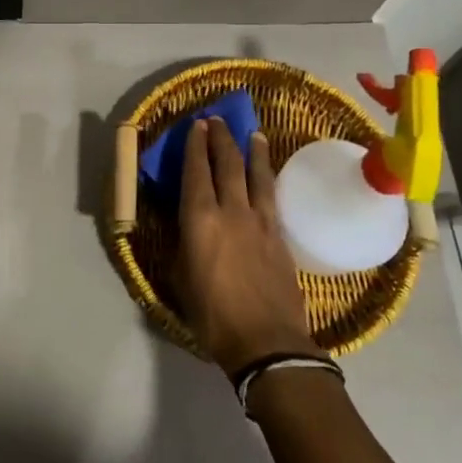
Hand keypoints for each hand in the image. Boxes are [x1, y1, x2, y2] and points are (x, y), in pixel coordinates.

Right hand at [175, 118, 318, 375]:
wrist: (266, 341)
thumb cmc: (212, 315)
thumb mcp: (181, 278)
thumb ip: (184, 244)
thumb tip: (186, 227)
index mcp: (200, 219)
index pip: (197, 171)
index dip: (196, 146)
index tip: (197, 125)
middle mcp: (231, 211)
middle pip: (228, 164)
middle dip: (222, 139)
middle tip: (218, 120)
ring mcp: (260, 221)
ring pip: (256, 175)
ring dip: (252, 151)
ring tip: (252, 134)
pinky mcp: (280, 235)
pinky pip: (271, 196)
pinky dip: (267, 178)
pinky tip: (266, 175)